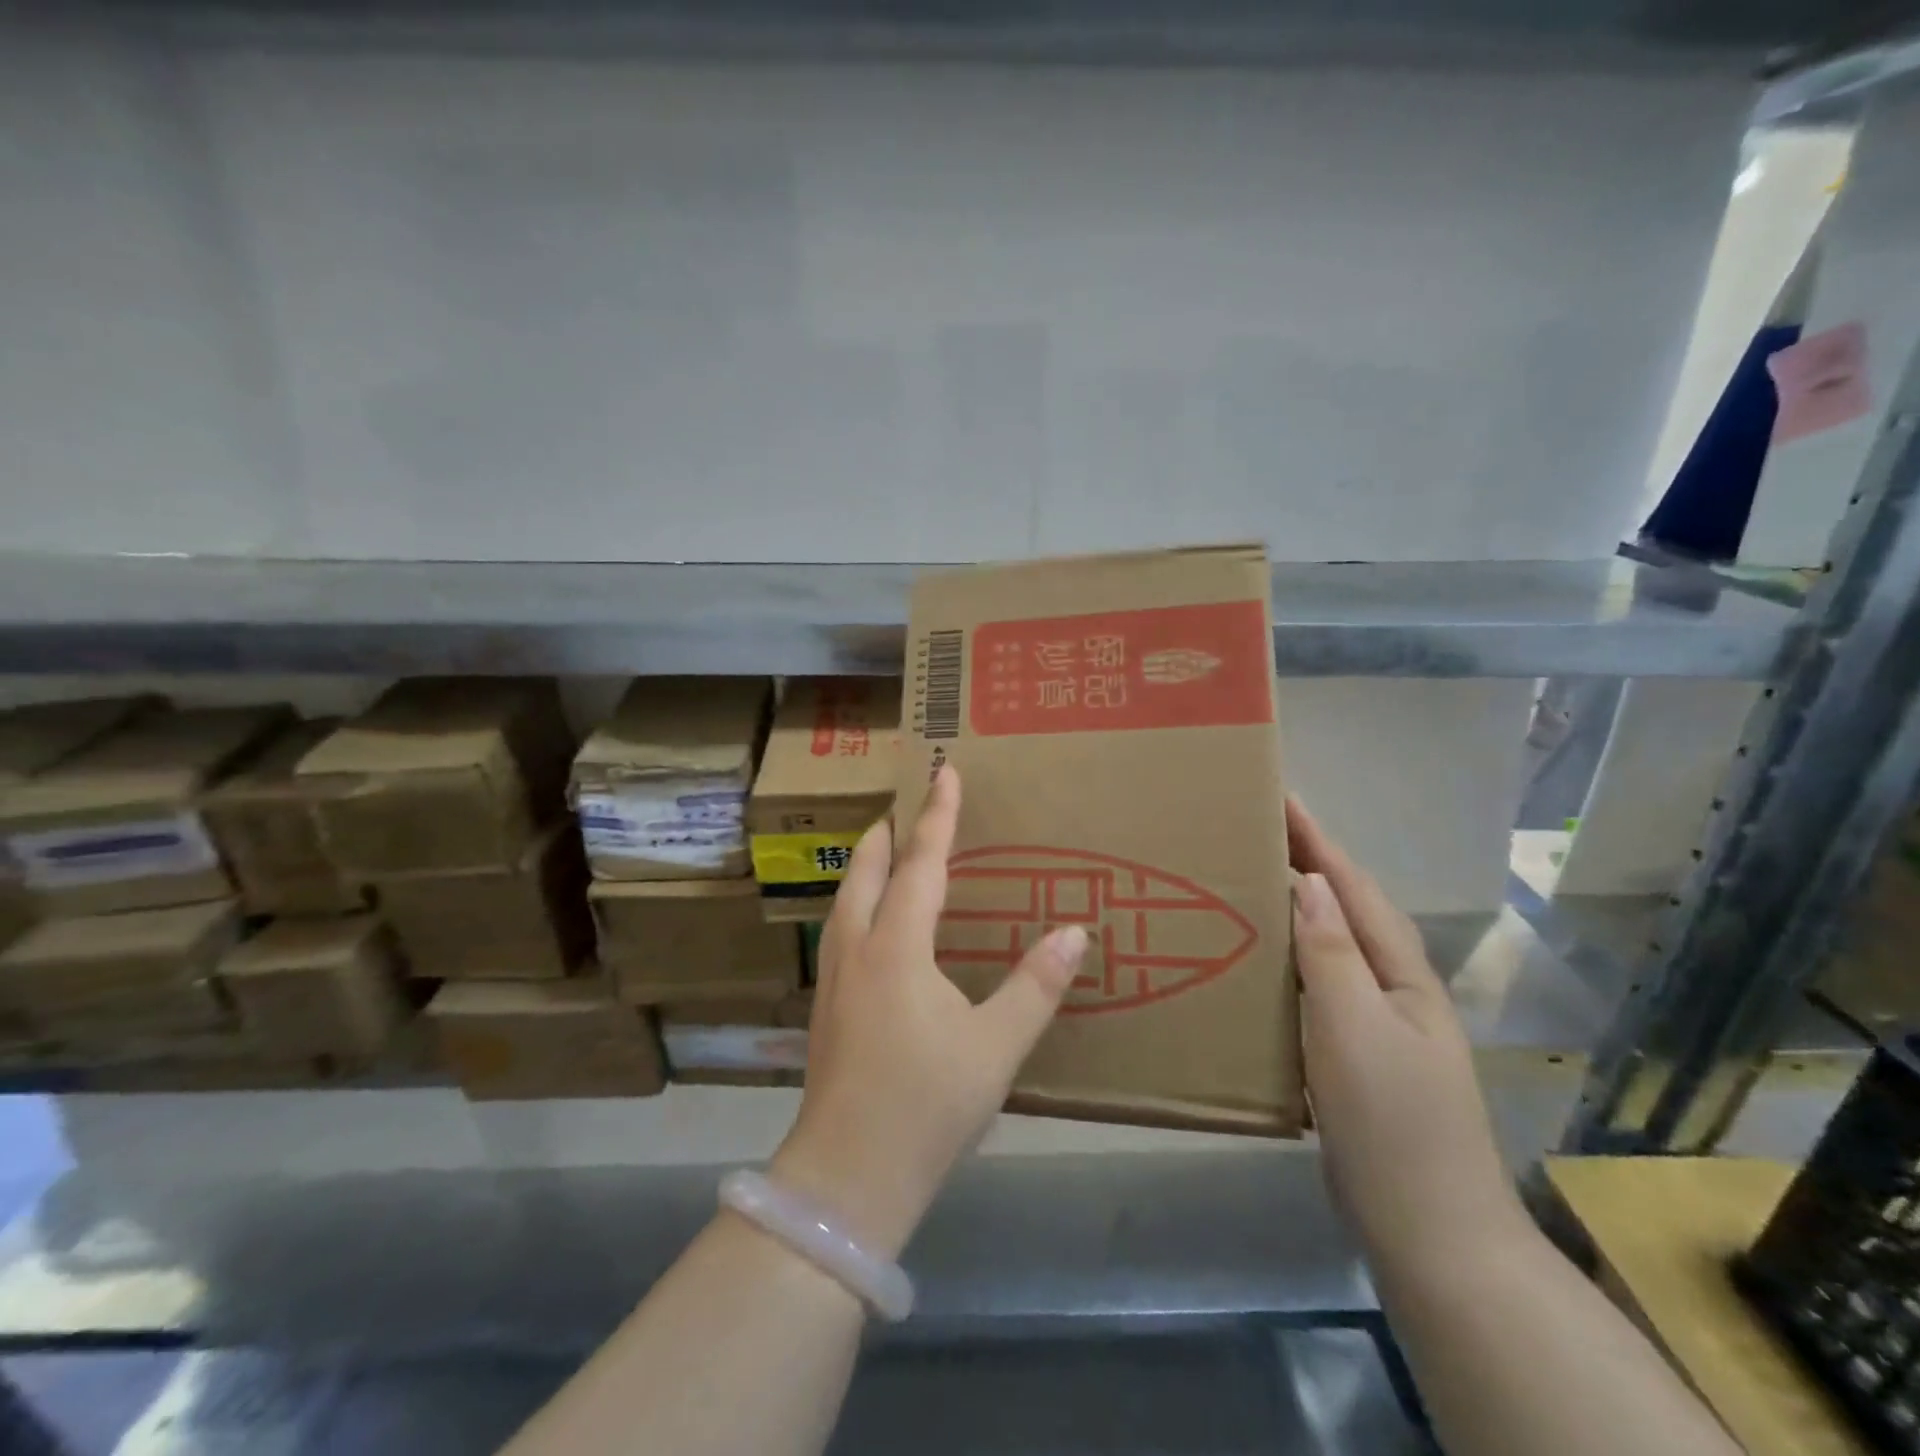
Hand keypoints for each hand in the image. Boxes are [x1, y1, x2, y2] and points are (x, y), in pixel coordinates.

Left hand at [770, 765, 1088, 1259]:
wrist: (847, 1176)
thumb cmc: (926, 1105)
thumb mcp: (995, 1047)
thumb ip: (1036, 986)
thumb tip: (1075, 931)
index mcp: (896, 945)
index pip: (921, 862)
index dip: (938, 815)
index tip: (945, 770)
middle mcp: (856, 946)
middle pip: (866, 867)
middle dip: (889, 829)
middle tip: (911, 804)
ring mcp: (832, 975)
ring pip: (846, 895)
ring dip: (868, 862)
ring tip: (891, 849)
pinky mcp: (825, 1003)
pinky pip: (841, 925)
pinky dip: (860, 898)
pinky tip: (873, 921)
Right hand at [1287, 796, 1528, 1278]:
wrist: (1429, 1231)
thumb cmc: (1392, 1121)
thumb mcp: (1356, 1027)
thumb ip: (1331, 952)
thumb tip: (1309, 880)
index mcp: (1399, 972)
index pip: (1352, 886)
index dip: (1317, 839)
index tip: (1279, 795)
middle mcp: (1389, 987)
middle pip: (1345, 907)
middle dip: (1306, 861)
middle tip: (1251, 830)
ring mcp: (1372, 1022)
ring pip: (1328, 945)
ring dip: (1294, 907)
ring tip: (1245, 880)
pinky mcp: (1349, 1054)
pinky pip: (1312, 985)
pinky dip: (1285, 958)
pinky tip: (1254, 961)